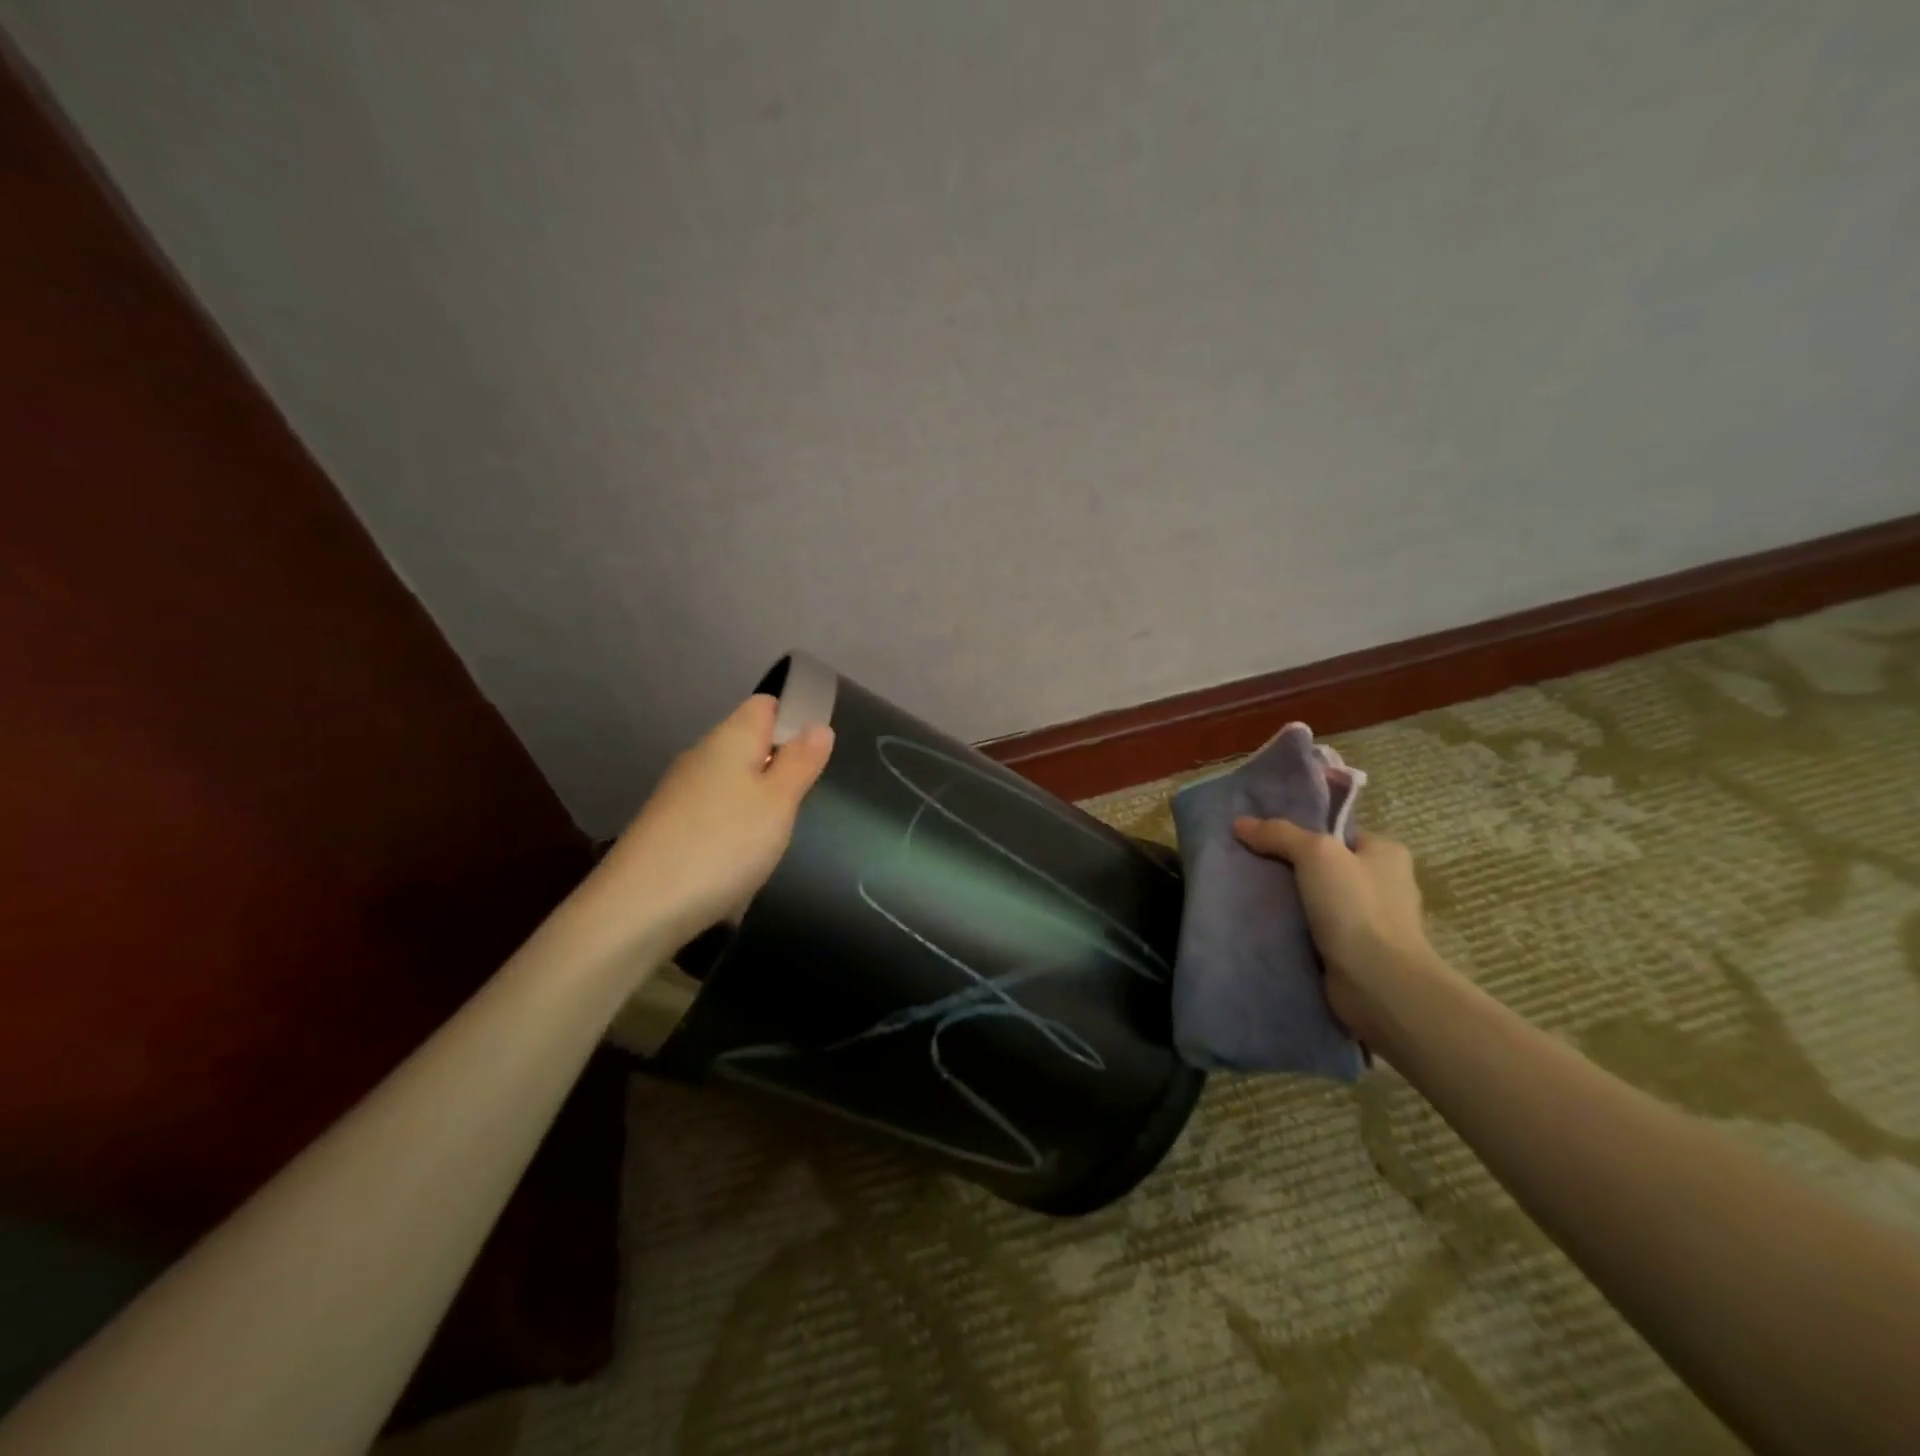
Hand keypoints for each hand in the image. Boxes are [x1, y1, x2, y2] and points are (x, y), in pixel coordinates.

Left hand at [584, 695, 833, 956]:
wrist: (639, 906)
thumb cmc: (724, 844)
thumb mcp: (778, 802)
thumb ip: (801, 762)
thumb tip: (818, 726)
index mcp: (730, 738)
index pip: (765, 704)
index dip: (794, 717)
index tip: (816, 753)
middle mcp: (701, 755)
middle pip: (749, 743)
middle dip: (779, 765)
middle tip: (803, 801)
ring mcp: (680, 791)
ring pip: (731, 780)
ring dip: (757, 800)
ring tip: (776, 834)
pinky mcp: (667, 825)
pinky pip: (713, 811)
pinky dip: (733, 826)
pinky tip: (740, 856)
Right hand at [1230, 817, 1436, 1043]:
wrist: (1378, 983)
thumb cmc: (1355, 907)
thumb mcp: (1315, 854)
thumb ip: (1279, 834)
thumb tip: (1240, 823)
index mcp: (1387, 854)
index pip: (1337, 835)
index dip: (1302, 834)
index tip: (1264, 840)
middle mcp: (1385, 885)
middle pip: (1325, 867)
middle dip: (1291, 869)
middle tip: (1251, 867)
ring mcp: (1373, 922)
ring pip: (1319, 900)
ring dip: (1291, 901)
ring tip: (1252, 896)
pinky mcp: (1357, 953)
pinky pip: (1318, 930)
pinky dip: (1296, 929)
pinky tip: (1269, 926)